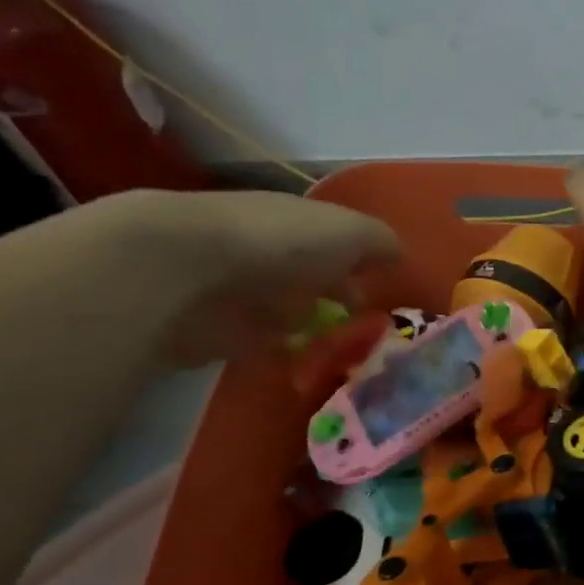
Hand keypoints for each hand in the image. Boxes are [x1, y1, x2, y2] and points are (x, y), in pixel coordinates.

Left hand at [91, 190, 398, 365]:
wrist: (185, 273)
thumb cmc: (279, 243)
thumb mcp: (348, 232)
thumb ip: (379, 242)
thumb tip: (398, 254)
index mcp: (297, 221)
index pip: (334, 238)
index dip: (359, 258)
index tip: (382, 285)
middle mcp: (270, 250)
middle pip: (311, 273)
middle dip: (334, 293)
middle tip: (365, 323)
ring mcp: (242, 291)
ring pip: (288, 308)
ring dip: (310, 324)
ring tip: (344, 349)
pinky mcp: (220, 331)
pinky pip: (263, 343)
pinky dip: (282, 351)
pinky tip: (306, 364)